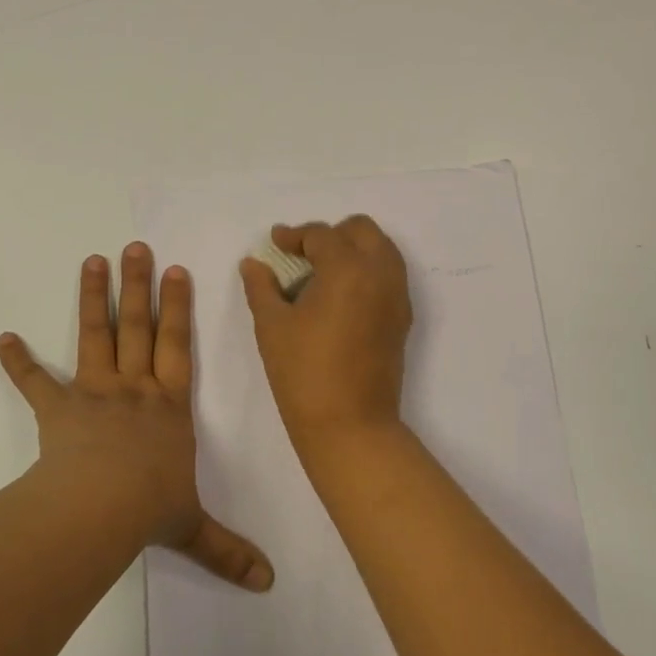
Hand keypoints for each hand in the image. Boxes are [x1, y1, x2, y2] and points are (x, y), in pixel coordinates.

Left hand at [0, 243, 274, 591]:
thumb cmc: (150, 508)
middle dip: (139, 287)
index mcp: (169, 407)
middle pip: (139, 328)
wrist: (100, 509)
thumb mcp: (194, 529)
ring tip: (92, 261)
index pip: (179, 347)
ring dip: (93, 299)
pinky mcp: (58, 410)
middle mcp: (135, 389)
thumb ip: (228, 551)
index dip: (179, 309)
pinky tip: (3, 338)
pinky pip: (36, 383)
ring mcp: (94, 394)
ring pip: (96, 337)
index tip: (176, 271)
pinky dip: (19, 362)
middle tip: (135, 247)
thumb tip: (269, 584)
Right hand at [239, 216, 412, 452]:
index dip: (294, 236)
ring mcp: (397, 296)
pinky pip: (389, 276)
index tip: (275, 243)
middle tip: (302, 256)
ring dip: (353, 250)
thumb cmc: (303, 372)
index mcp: (348, 268)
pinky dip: (367, 272)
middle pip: (361, 230)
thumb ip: (262, 287)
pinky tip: (340, 298)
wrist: (349, 424)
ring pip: (381, 250)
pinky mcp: (402, 318)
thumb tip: (253, 263)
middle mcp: (380, 273)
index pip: (322, 235)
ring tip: (321, 275)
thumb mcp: (272, 326)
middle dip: (331, 235)